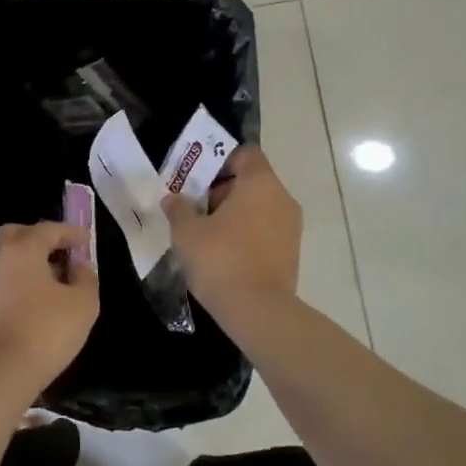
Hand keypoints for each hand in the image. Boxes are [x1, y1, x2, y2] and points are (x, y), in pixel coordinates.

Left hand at [0, 221, 98, 395]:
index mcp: (22, 249)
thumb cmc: (47, 330)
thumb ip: (86, 277)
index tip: (86, 238)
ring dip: (26, 260)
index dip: (70, 232)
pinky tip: (34, 299)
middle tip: (59, 250)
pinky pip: (0, 280)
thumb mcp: (83, 303)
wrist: (2, 372)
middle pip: (15, 234)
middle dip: (38, 237)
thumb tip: (78, 266)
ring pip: (4, 258)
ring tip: (51, 278)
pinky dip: (16, 279)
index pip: (48, 229)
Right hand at [162, 145, 300, 308]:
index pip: (245, 154)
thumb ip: (179, 208)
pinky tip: (223, 255)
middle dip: (221, 191)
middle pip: (251, 181)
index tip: (197, 180)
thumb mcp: (187, 232)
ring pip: (259, 207)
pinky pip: (266, 230)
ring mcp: (291, 227)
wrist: (258, 311)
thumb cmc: (221, 260)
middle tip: (194, 210)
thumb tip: (173, 198)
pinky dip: (246, 234)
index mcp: (260, 183)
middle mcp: (282, 198)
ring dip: (233, 215)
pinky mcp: (291, 252)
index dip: (219, 161)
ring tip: (205, 235)